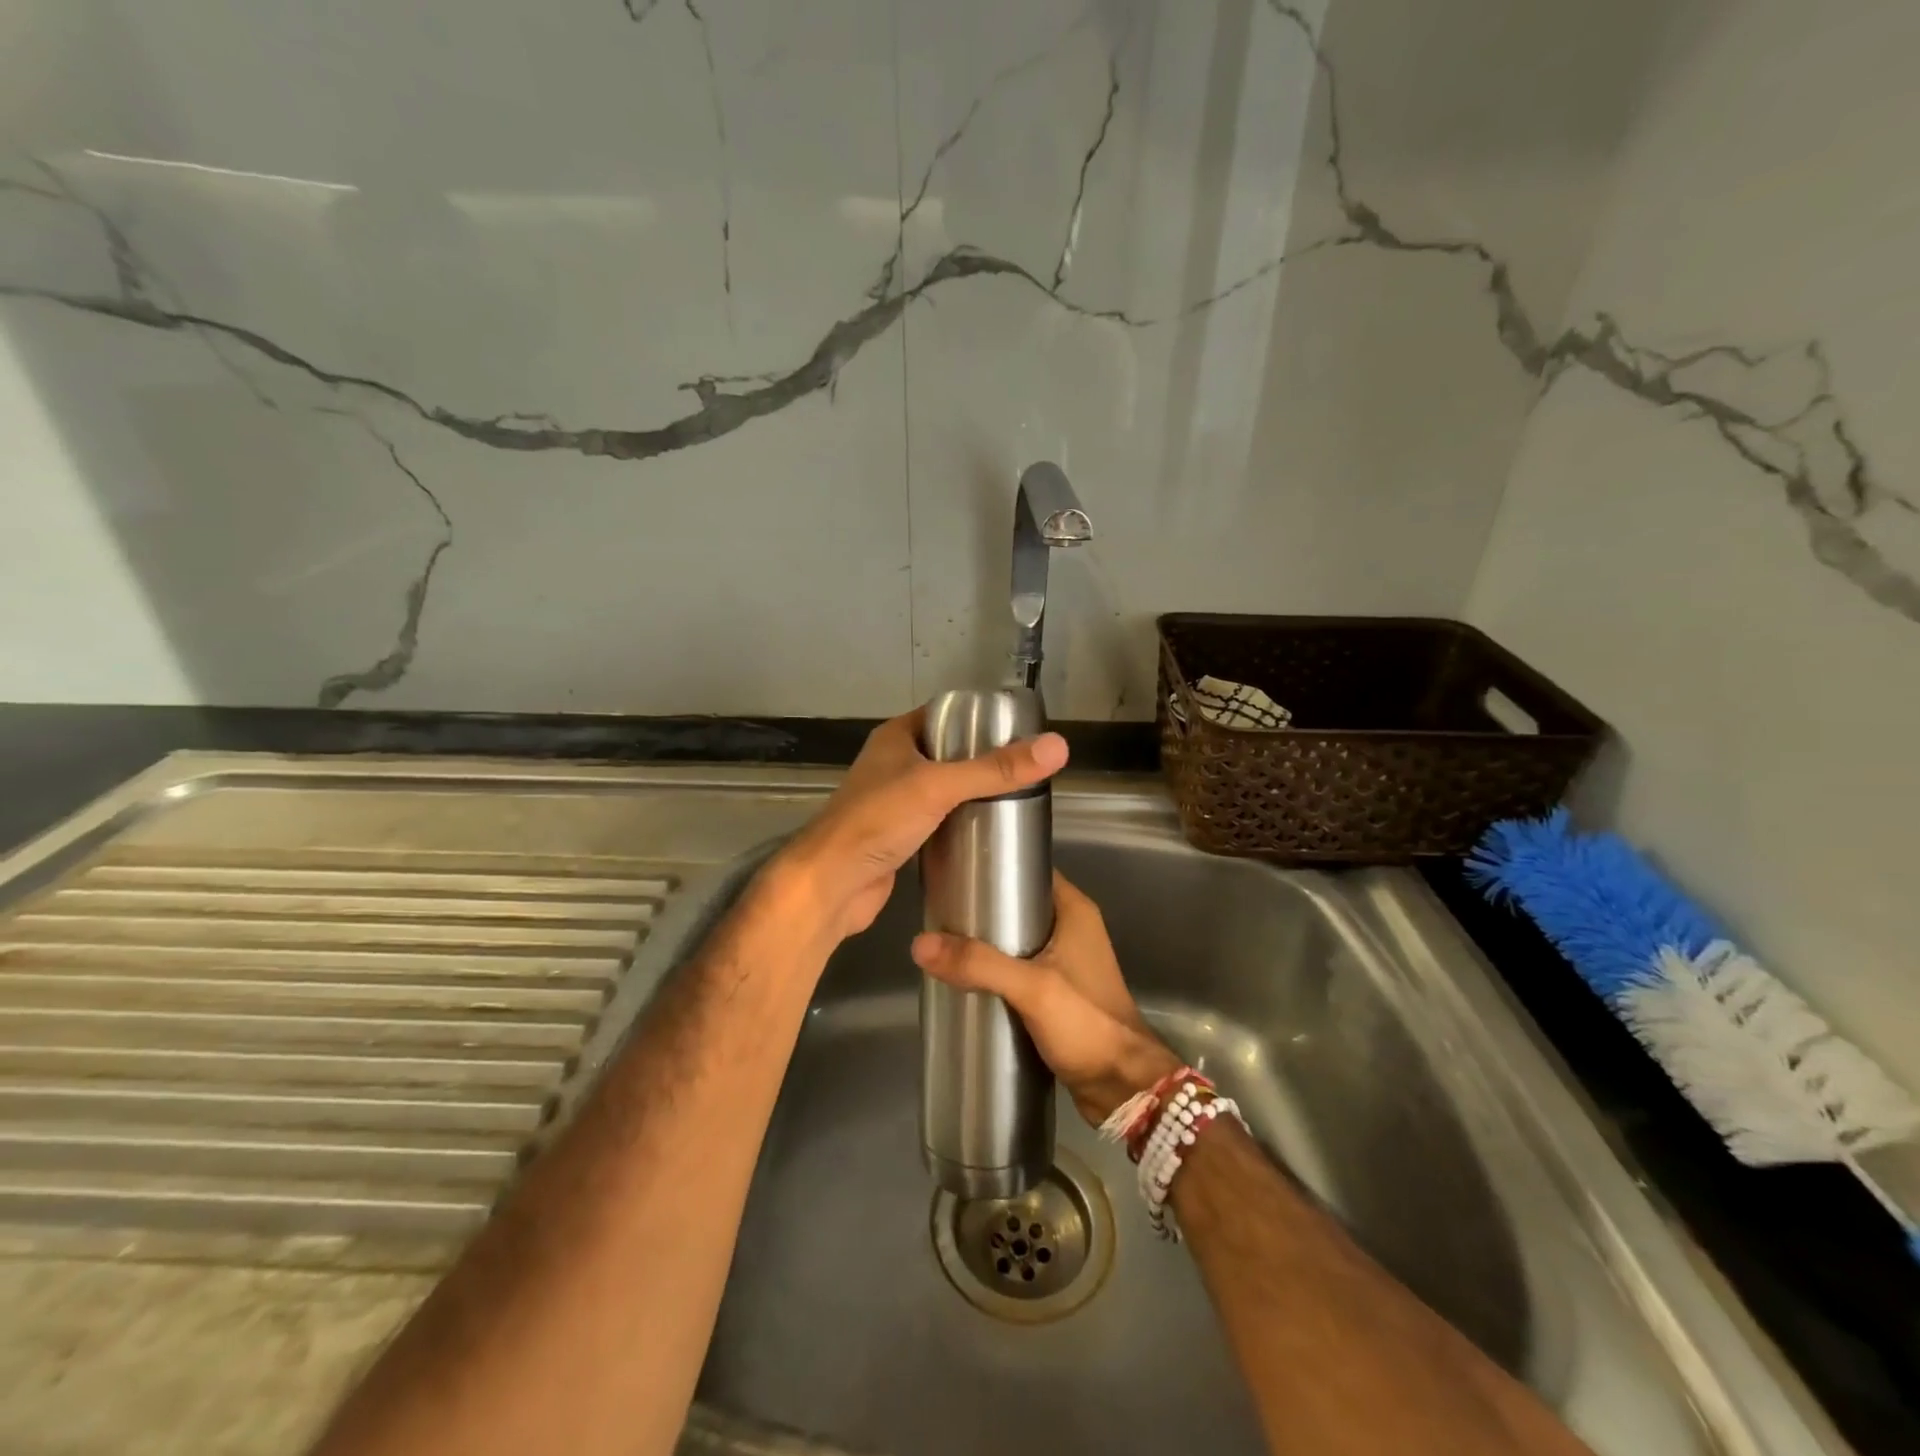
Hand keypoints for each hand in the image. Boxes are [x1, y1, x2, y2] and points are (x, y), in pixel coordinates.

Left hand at [770, 707, 1068, 947]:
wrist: (832, 884)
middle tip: (1026, 770)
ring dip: (973, 795)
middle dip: (984, 761)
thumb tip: (1057, 747)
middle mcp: (893, 765)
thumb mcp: (939, 786)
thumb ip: (996, 769)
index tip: (1018, 731)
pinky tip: (989, 833)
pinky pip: (938, 822)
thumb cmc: (878, 821)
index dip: (979, 718)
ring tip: (1017, 800)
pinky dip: (960, 824)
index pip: (945, 715)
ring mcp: (894, 803)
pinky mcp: (900, 837)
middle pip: (948, 754)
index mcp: (896, 738)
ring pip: (943, 790)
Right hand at [911, 872, 1179, 1124]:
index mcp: (1075, 911)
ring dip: (988, 944)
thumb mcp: (1032, 988)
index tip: (957, 871)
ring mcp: (1067, 963)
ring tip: (946, 944)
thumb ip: (979, 964)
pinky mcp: (1059, 993)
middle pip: (1020, 905)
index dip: (996, 868)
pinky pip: (1021, 970)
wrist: (1123, 1088)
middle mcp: (1073, 930)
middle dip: (983, 910)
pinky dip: (997, 971)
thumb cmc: (1087, 1024)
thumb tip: (920, 943)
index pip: (1031, 871)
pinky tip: (968, 980)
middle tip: (941, 912)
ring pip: (1018, 940)